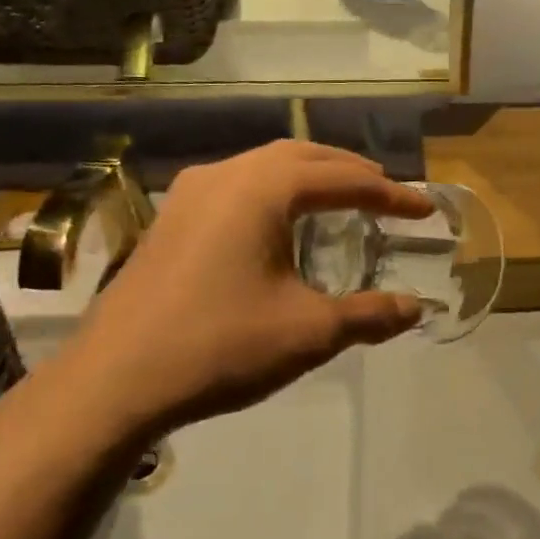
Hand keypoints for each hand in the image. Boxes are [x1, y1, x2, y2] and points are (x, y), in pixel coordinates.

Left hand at [53, 141, 431, 437]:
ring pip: (264, 165)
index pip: (343, 179)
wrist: (114, 382)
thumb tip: (416, 308)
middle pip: (302, 156)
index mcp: (262, 189)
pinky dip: (275, 190)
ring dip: (310, 175)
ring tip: (343, 198)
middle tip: (388, 192)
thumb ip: (369, 315)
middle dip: (350, 171)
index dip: (391, 193)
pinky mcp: (171, 219)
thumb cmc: (220, 346)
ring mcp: (190, 194)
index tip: (425, 209)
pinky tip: (281, 222)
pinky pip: (237, 185)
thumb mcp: (308, 333)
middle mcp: (225, 175)